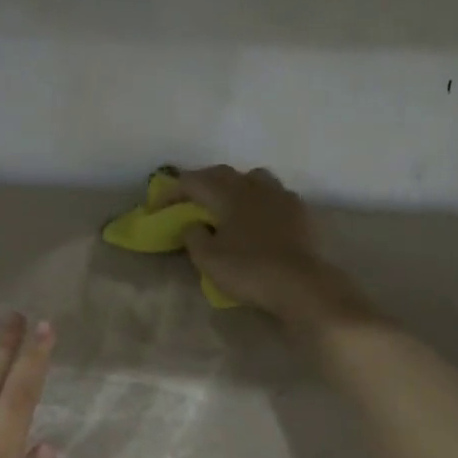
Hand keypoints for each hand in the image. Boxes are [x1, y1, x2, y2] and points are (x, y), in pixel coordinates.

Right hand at [154, 165, 372, 326]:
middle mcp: (254, 186)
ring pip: (252, 178)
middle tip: (187, 198)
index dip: (171, 192)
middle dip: (201, 183)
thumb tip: (193, 224)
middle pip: (222, 174)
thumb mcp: (208, 260)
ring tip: (226, 202)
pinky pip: (273, 194)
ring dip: (234, 185)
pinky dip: (258, 199)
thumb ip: (194, 237)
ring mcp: (280, 196)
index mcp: (228, 194)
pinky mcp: (298, 211)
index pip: (193, 182)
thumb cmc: (249, 270)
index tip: (156, 206)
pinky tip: (258, 215)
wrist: (301, 284)